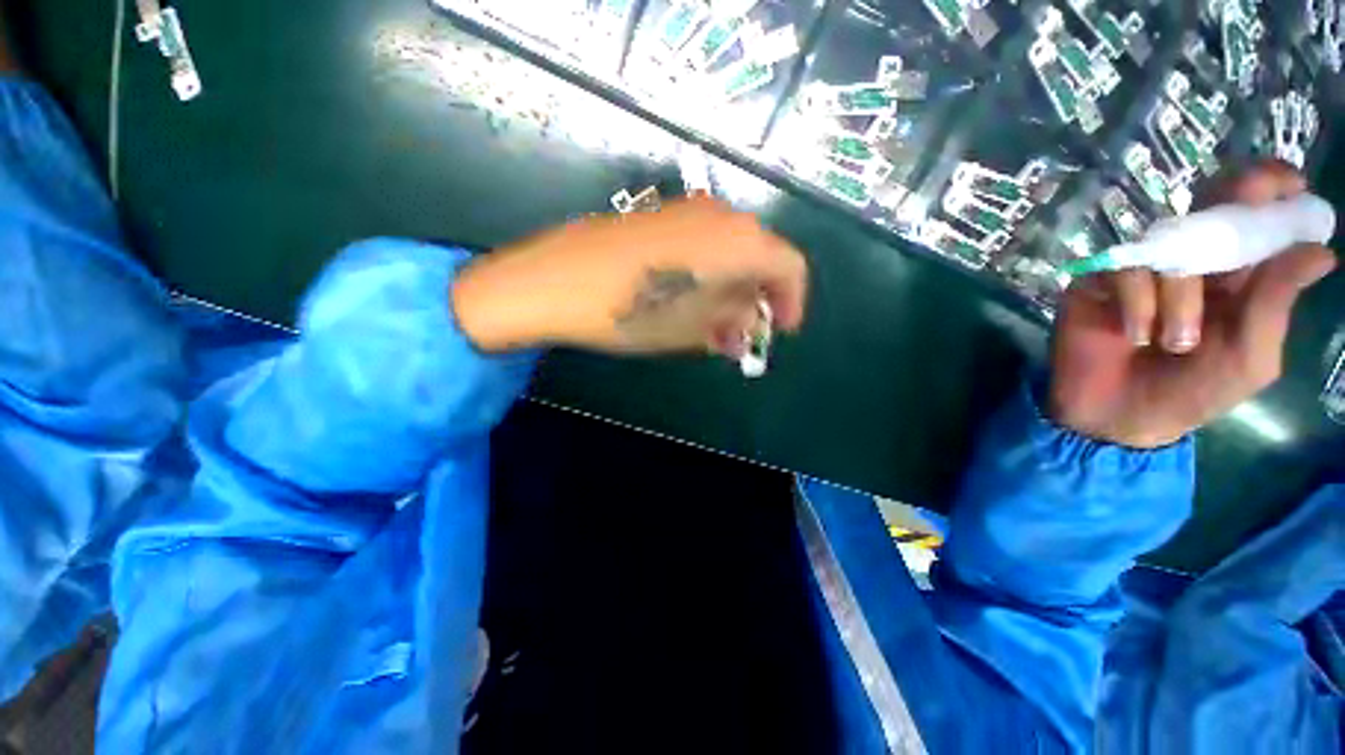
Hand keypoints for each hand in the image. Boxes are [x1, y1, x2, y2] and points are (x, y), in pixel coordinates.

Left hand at [451, 197, 807, 355]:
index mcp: (737, 242)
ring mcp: (686, 210)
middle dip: (757, 298)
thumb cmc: (629, 310)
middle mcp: (719, 216)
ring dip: (730, 289)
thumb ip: (731, 321)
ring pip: (729, 250)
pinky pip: (701, 243)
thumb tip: (748, 322)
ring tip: (712, 324)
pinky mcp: (659, 215)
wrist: (553, 280)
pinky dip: (707, 274)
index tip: (781, 329)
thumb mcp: (690, 328)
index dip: (792, 300)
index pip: (789, 265)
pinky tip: (688, 299)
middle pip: (760, 256)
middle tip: (741, 333)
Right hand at [1049, 160, 1336, 447]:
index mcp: (1237, 274)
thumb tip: (1319, 251)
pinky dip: (1138, 304)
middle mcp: (1193, 260)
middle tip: (1244, 218)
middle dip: (1231, 201)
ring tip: (1173, 343)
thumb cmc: (1193, 392)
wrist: (1118, 416)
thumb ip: (1274, 307)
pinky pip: (1126, 272)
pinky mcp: (1099, 281)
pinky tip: (1135, 334)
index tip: (1289, 183)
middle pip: (1212, 202)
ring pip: (1169, 245)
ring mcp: (1143, 268)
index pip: (1256, 214)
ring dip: (1180, 298)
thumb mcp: (1249, 359)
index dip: (1271, 188)